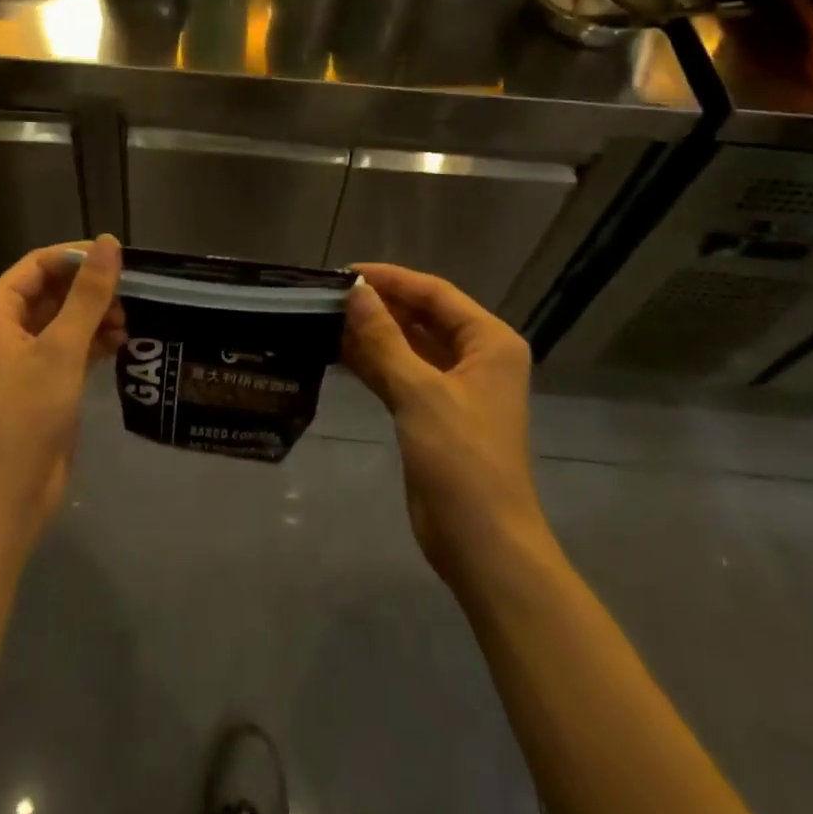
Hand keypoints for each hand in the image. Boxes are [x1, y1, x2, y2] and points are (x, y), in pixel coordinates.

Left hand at [0, 237, 124, 545]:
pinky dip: (92, 342)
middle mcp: (5, 326)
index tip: (123, 263)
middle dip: (91, 291)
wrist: (3, 494)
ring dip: (96, 317)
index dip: (80, 258)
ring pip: (64, 319)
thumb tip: (110, 242)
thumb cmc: (25, 413)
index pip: (40, 263)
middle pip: (53, 290)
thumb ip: (88, 294)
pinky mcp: (40, 382)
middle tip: (131, 299)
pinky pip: (68, 347)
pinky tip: (120, 346)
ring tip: (128, 327)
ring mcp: (22, 356)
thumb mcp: (61, 348)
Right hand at [342, 264, 544, 584]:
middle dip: (378, 306)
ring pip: (407, 346)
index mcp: (489, 342)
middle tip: (328, 295)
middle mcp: (475, 357)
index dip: (391, 279)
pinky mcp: (432, 413)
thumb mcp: (419, 391)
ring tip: (324, 318)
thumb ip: (384, 338)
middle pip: (421, 317)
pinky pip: (399, 374)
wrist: (480, 541)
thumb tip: (355, 291)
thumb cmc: (460, 458)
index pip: (435, 293)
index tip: (345, 272)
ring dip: (371, 334)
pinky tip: (335, 353)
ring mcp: (453, 387)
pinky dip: (372, 363)